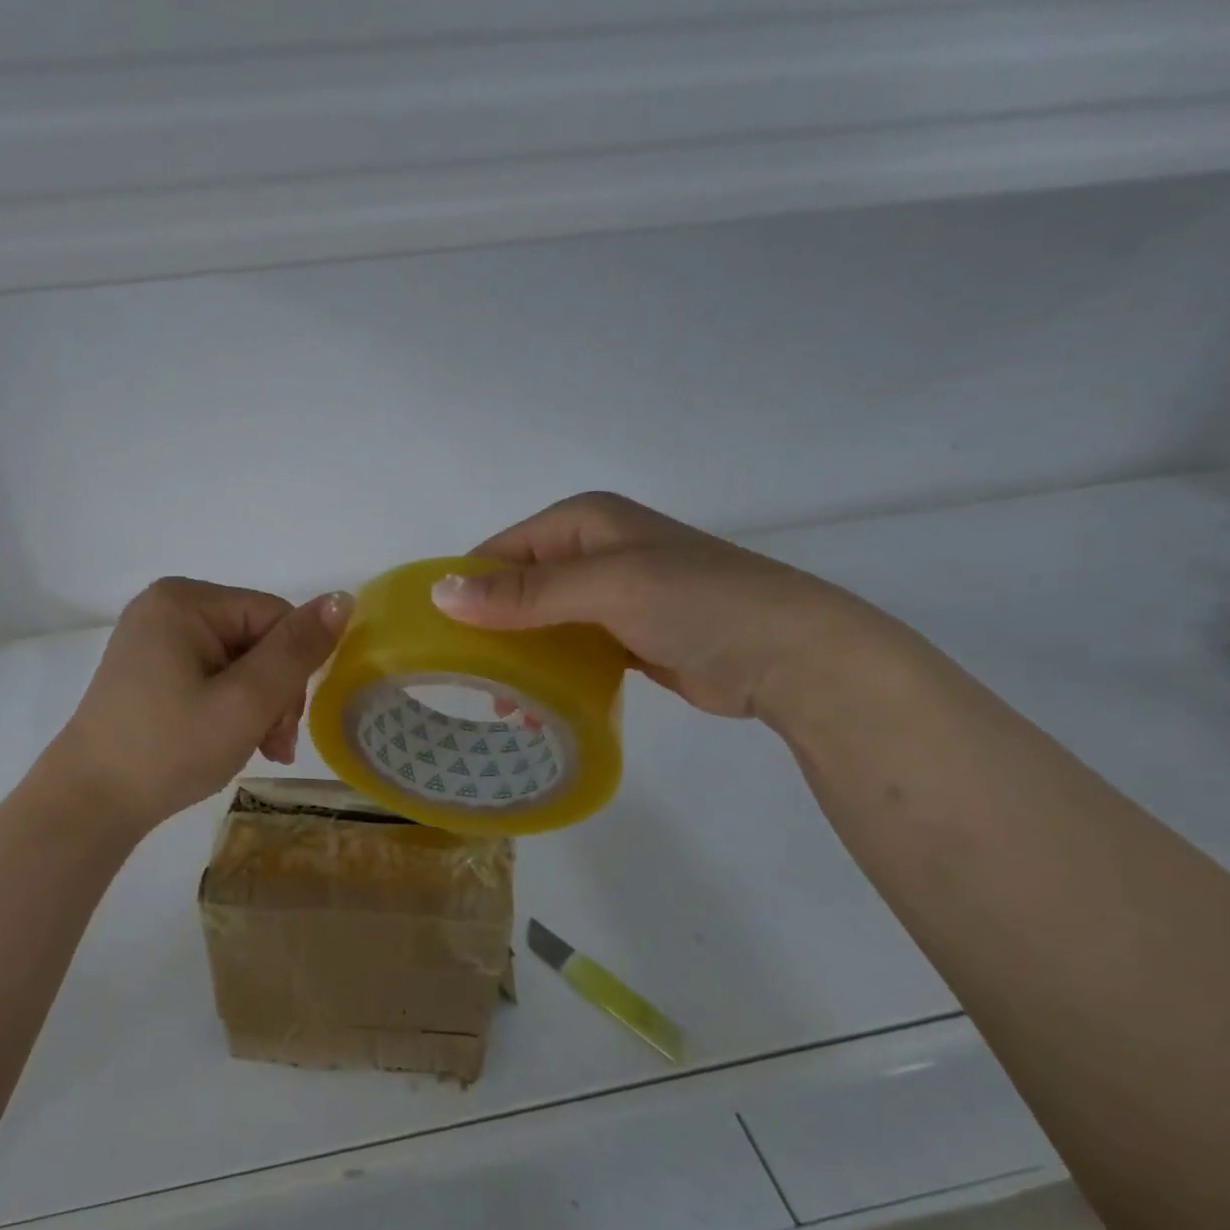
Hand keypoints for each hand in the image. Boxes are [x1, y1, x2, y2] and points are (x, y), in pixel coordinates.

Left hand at [52, 577, 351, 830]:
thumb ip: (296, 651)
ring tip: (256, 749)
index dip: (293, 670)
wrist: (89, 804)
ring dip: (256, 706)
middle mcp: (167, 607)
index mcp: (185, 600)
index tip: (285, 728)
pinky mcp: (149, 669)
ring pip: (238, 661)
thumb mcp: (244, 702)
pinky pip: (210, 675)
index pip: (274, 617)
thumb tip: (343, 599)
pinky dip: (229, 707)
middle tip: (272, 746)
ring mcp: (154, 638)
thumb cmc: (169, 749)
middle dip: (274, 693)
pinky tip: (228, 740)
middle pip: (256, 639)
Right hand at [431, 492, 888, 722]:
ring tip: (503, 704)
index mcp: (582, 522)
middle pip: (515, 589)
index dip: (466, 590)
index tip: (437, 639)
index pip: (500, 552)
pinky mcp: (624, 635)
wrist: (792, 657)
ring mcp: (610, 595)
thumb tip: (439, 593)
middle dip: (488, 632)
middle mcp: (592, 552)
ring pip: (539, 623)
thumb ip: (524, 594)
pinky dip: (548, 674)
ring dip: (516, 659)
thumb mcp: (607, 589)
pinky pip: (567, 649)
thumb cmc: (699, 604)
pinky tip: (534, 707)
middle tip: (467, 680)